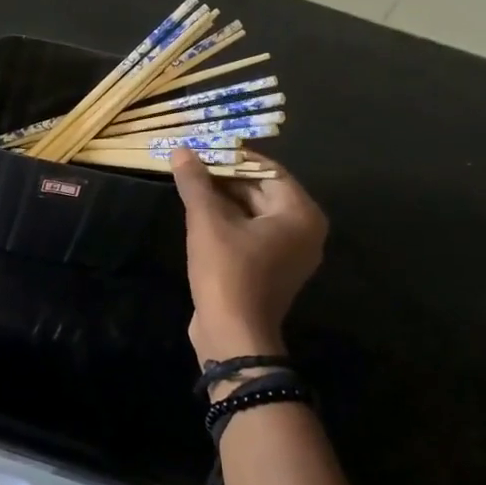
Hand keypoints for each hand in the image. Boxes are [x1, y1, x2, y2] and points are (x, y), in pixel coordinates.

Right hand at [169, 150, 326, 366]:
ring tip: (190, 185)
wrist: (232, 336)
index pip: (267, 170)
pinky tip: (199, 215)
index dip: (234, 157)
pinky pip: (251, 234)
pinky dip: (228, 223)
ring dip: (223, 200)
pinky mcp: (271, 270)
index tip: (203, 148)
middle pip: (262, 191)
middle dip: (226, 178)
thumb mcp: (207, 222)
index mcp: (300, 214)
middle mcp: (303, 231)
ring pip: (254, 213)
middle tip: (192, 165)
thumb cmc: (227, 273)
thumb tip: (181, 150)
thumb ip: (196, 183)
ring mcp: (289, 253)